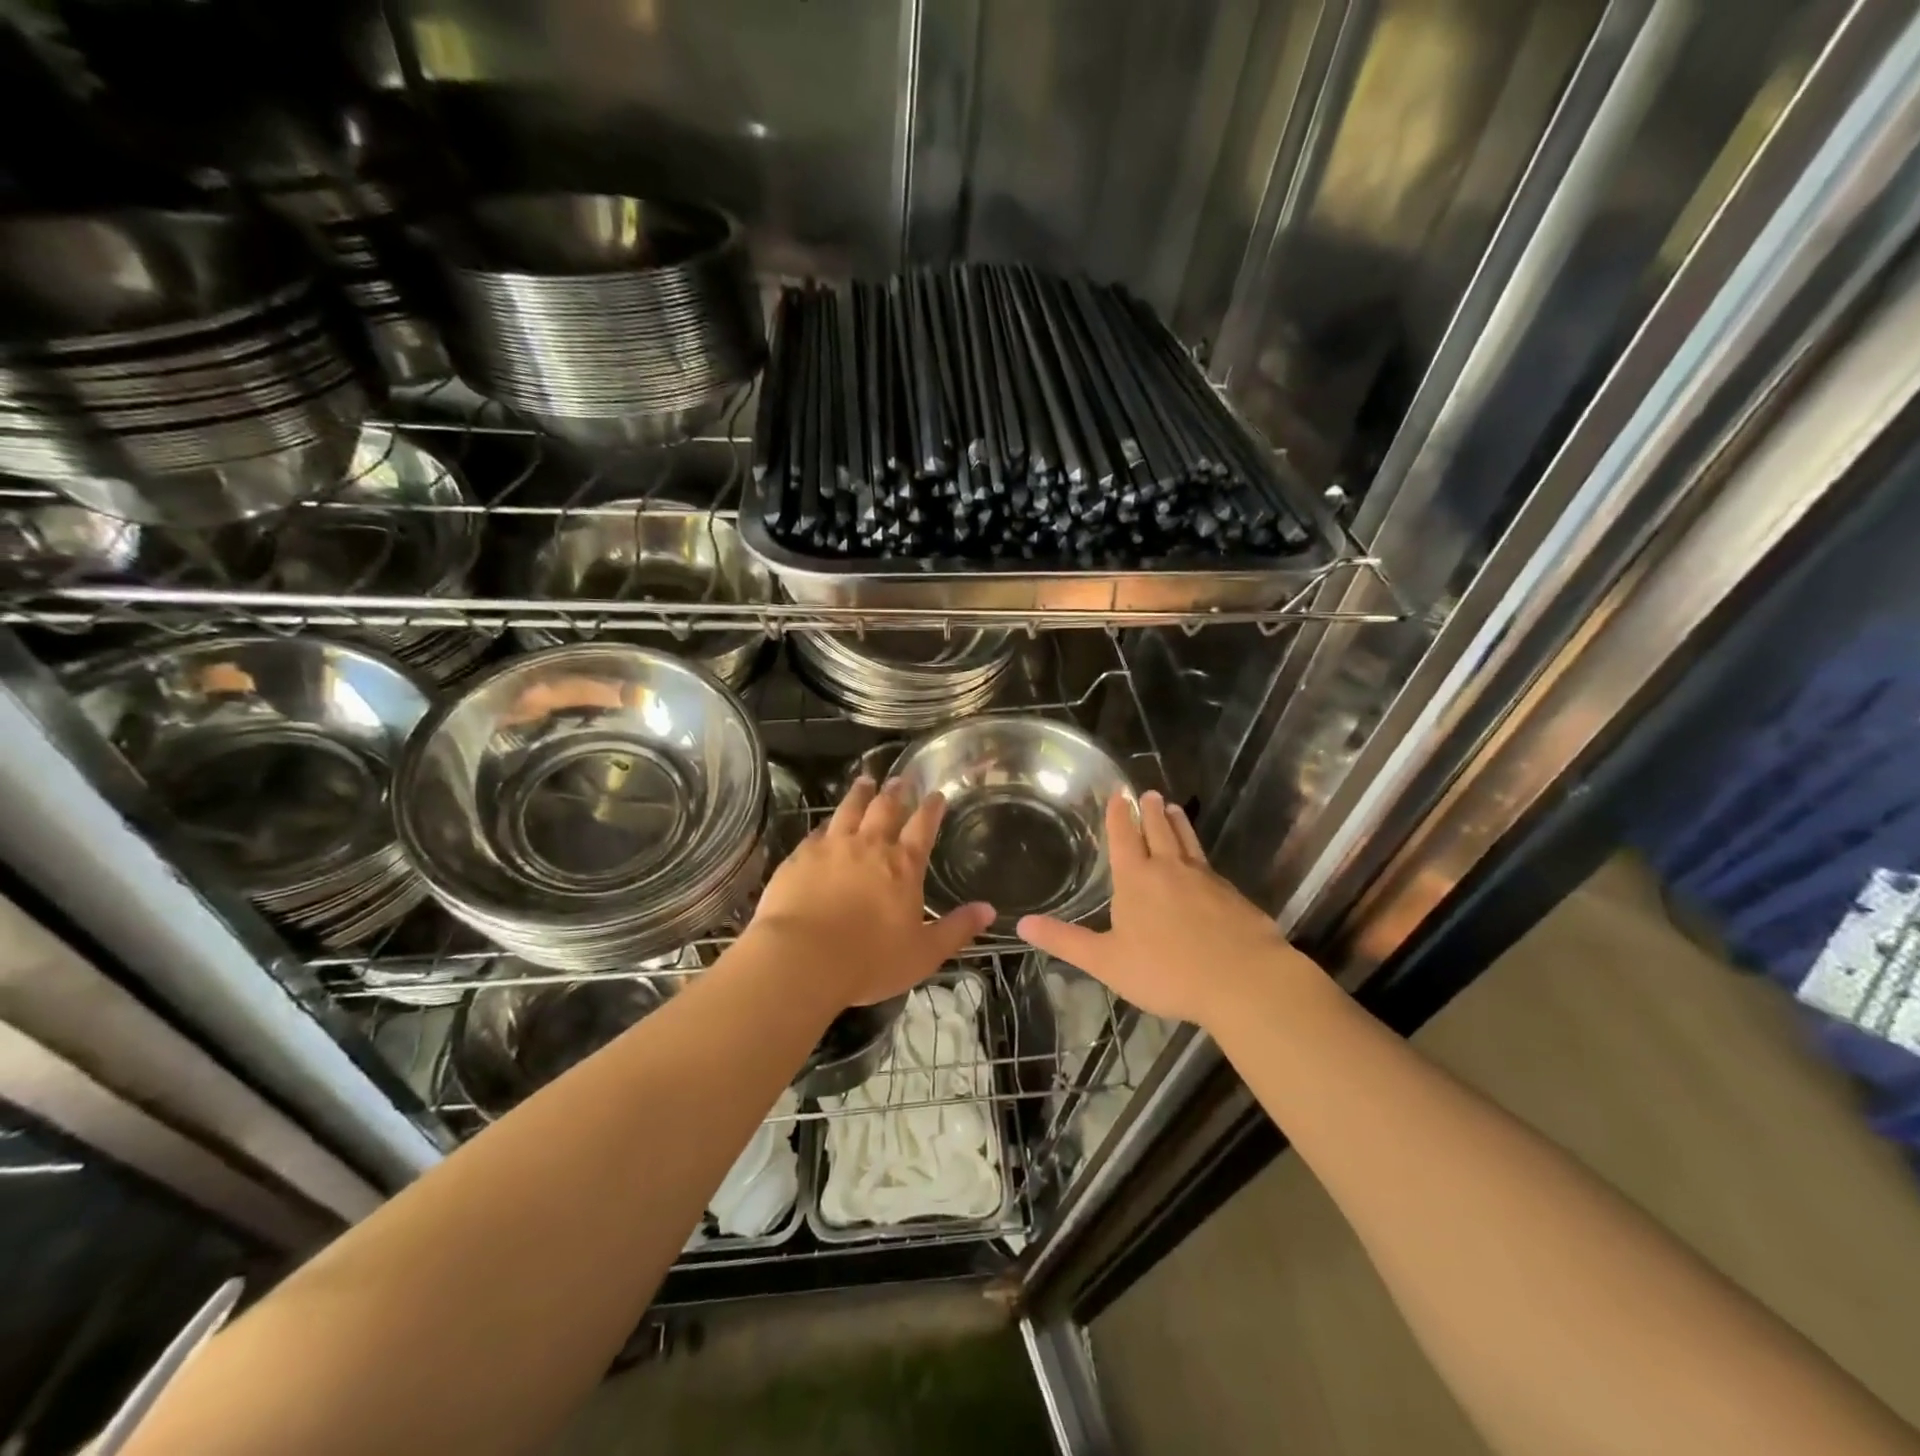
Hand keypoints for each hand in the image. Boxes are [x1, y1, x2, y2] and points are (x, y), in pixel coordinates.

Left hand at [746, 776, 994, 1008]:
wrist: (802, 958)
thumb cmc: (869, 960)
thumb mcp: (924, 953)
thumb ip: (957, 929)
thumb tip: (989, 909)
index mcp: (903, 866)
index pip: (923, 828)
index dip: (931, 809)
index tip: (936, 794)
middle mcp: (869, 846)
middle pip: (885, 809)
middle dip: (895, 792)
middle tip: (900, 778)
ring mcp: (832, 848)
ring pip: (849, 810)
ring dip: (860, 794)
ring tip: (865, 781)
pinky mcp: (800, 857)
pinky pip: (817, 832)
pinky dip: (826, 823)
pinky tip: (825, 822)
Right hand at [1017, 790, 1303, 1028]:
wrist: (1242, 979)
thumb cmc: (1166, 970)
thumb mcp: (1106, 961)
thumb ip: (1066, 941)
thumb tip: (1022, 923)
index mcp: (1137, 879)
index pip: (1125, 837)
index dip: (1119, 815)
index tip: (1119, 794)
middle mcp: (1170, 869)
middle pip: (1159, 830)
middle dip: (1151, 811)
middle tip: (1149, 793)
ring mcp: (1205, 879)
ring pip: (1188, 842)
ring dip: (1178, 823)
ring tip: (1175, 808)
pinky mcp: (1232, 895)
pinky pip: (1210, 866)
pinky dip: (1200, 854)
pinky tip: (1204, 863)